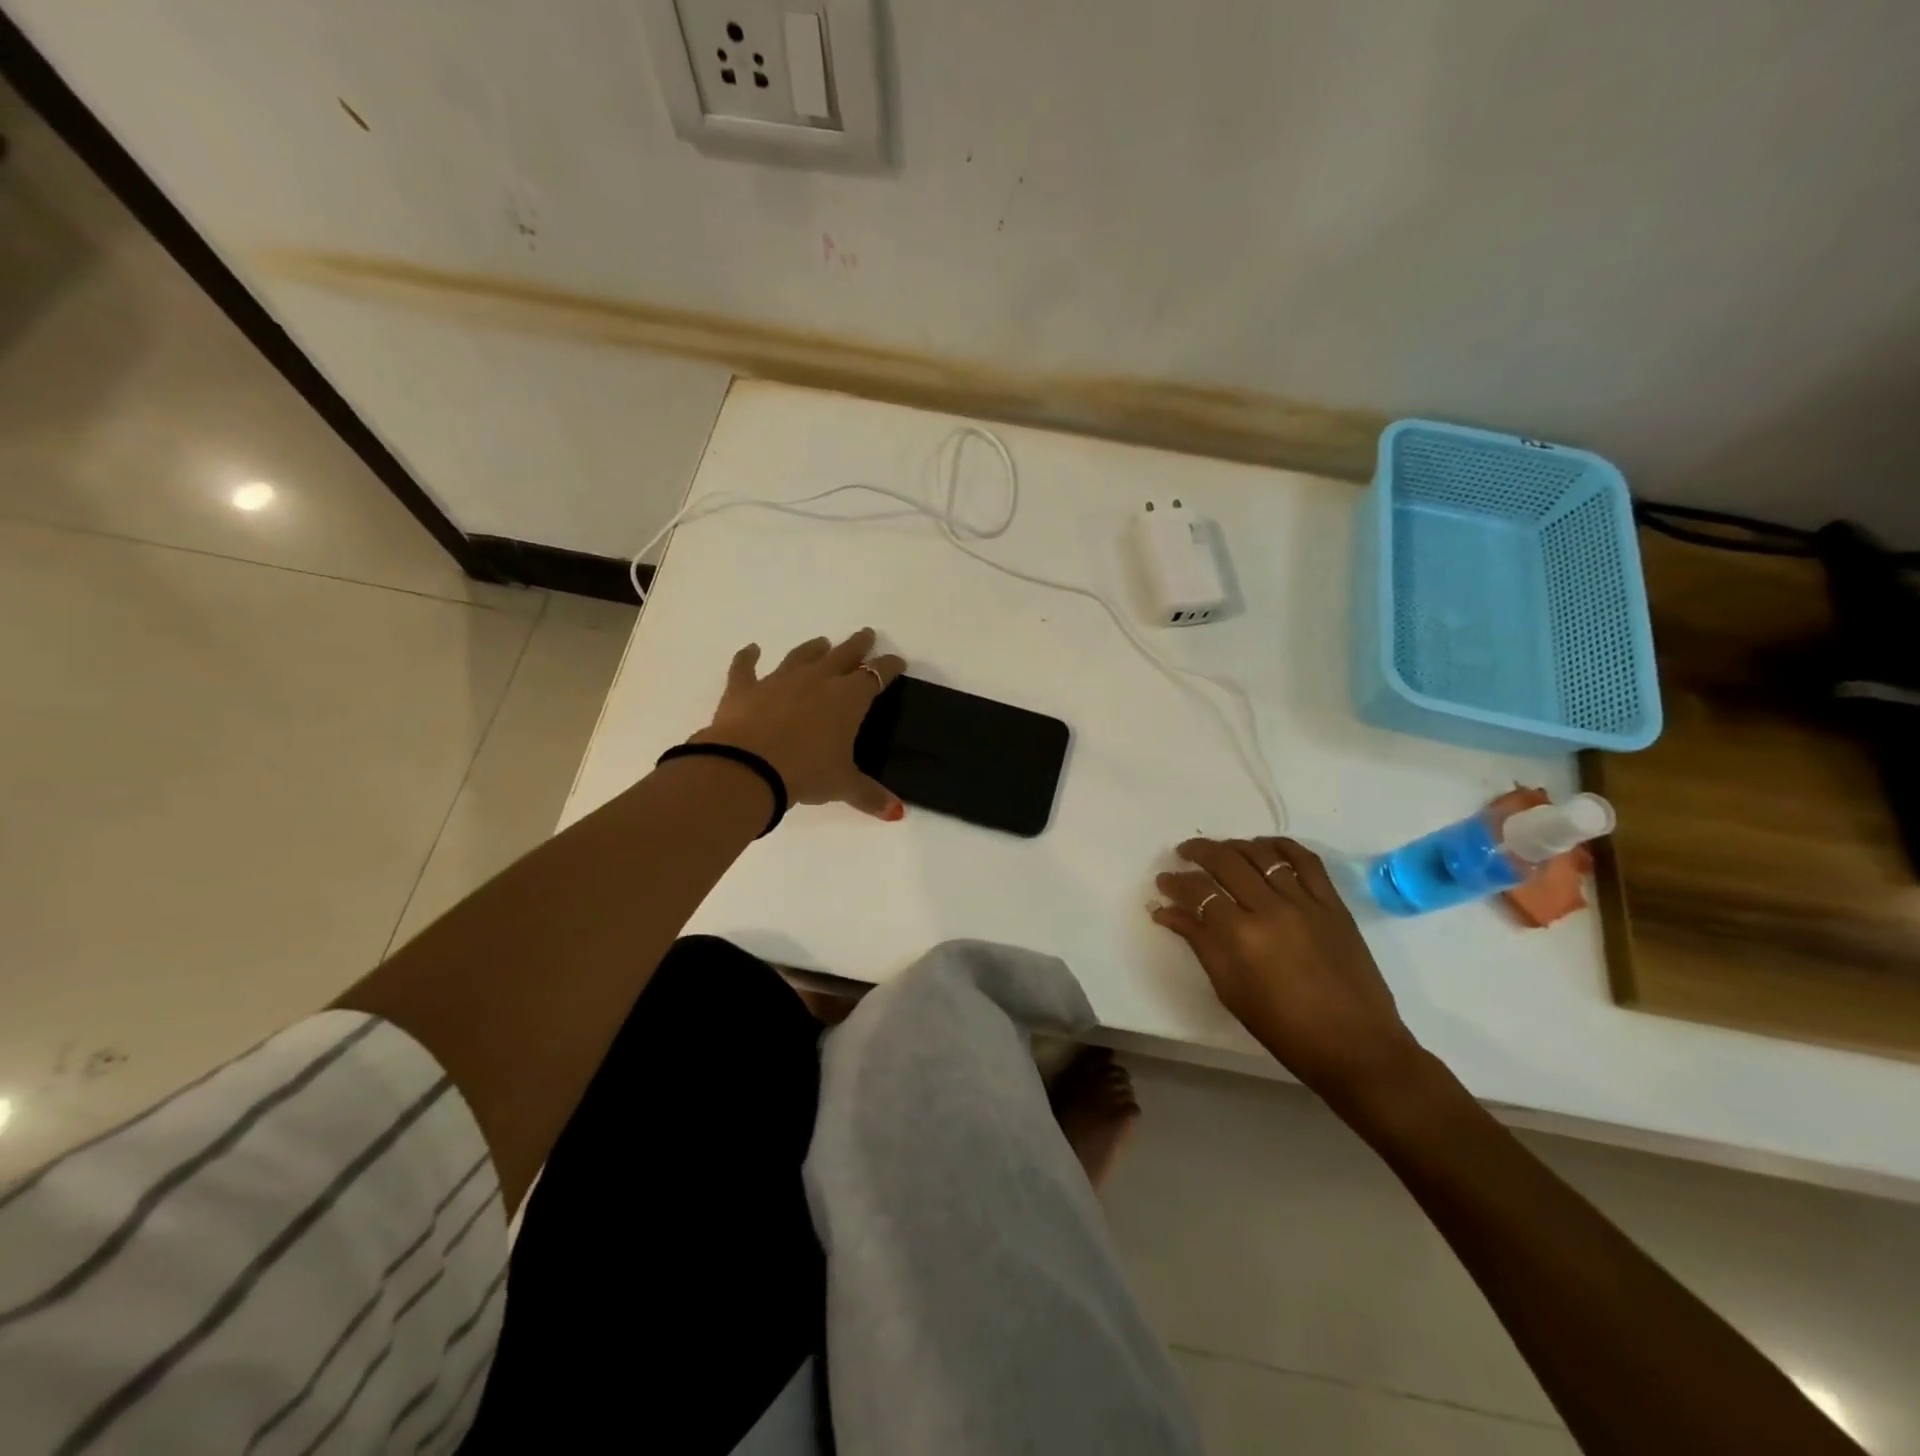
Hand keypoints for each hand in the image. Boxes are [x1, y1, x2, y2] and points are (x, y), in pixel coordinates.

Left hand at [693, 627, 905, 819]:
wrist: (747, 767)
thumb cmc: (805, 772)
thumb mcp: (843, 785)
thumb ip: (870, 795)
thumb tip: (896, 812)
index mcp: (848, 698)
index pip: (875, 675)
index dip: (888, 667)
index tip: (896, 662)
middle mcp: (817, 680)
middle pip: (843, 655)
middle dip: (857, 645)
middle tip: (866, 635)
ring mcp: (779, 681)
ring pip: (801, 656)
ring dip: (813, 649)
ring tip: (821, 642)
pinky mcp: (744, 689)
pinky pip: (746, 667)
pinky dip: (748, 657)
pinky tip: (751, 649)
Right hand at [1153, 837, 1424, 1112]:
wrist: (1356, 1047)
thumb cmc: (1284, 1029)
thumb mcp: (1230, 989)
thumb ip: (1199, 942)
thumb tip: (1167, 912)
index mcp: (1240, 936)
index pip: (1199, 891)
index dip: (1175, 882)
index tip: (1163, 881)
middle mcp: (1270, 909)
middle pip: (1226, 862)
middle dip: (1198, 852)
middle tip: (1184, 854)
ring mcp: (1305, 902)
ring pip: (1262, 854)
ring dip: (1235, 846)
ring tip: (1221, 850)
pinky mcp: (1333, 904)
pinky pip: (1306, 860)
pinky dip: (1281, 846)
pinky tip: (1265, 847)